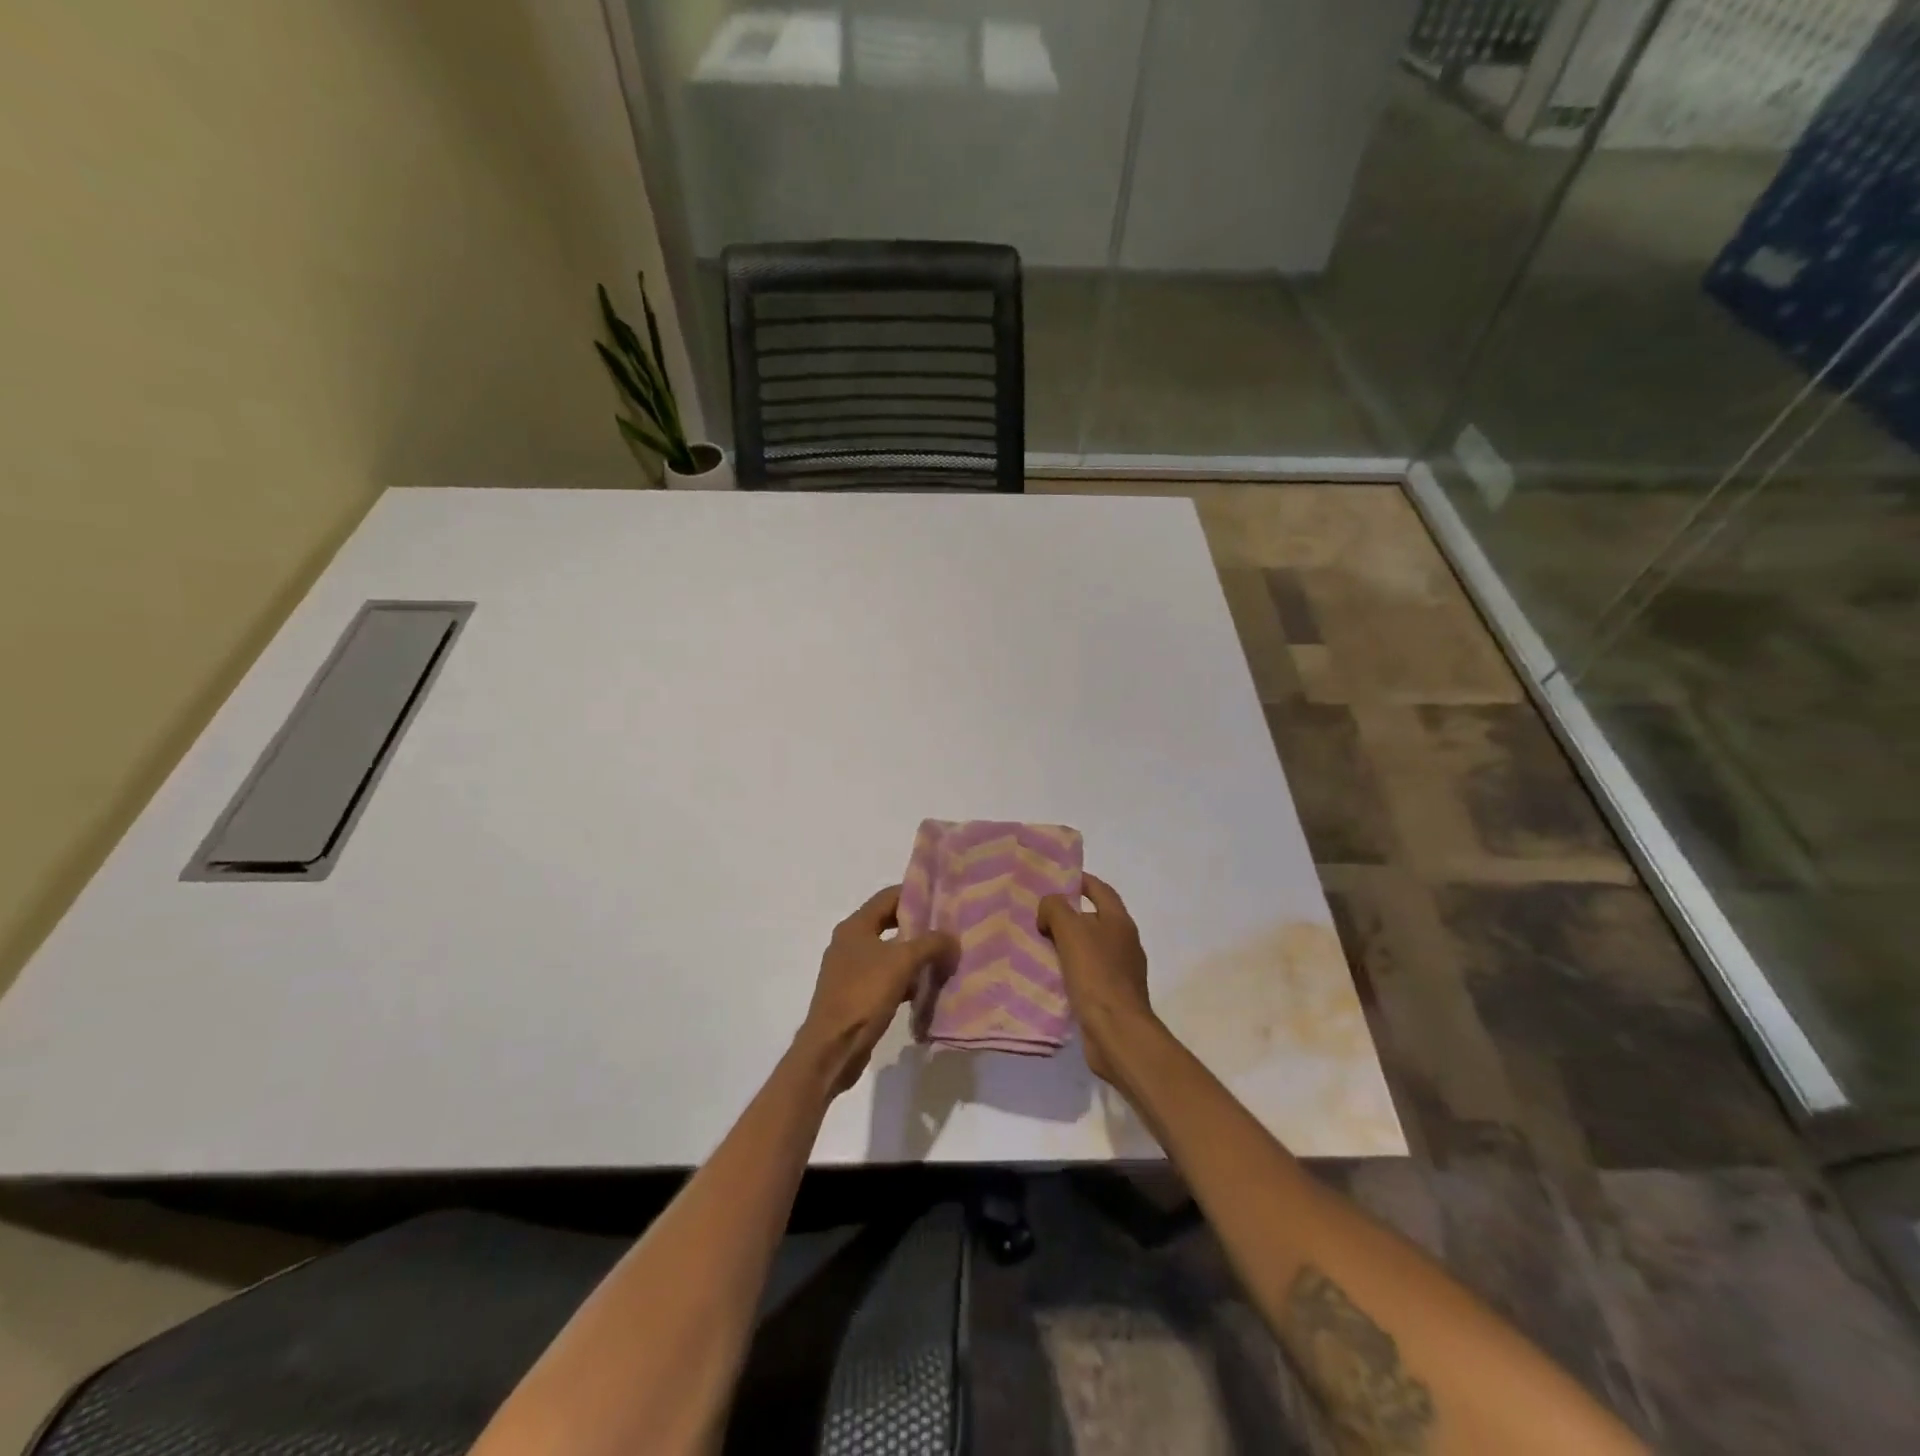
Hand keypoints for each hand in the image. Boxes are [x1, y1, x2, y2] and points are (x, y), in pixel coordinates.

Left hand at [797, 886, 959, 1096]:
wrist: (832, 1048)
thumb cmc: (863, 995)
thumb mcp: (902, 963)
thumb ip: (930, 944)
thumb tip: (952, 938)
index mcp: (855, 926)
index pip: (888, 896)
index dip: (915, 894)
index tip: (943, 898)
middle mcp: (850, 943)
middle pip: (890, 924)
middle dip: (919, 926)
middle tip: (948, 929)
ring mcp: (851, 970)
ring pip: (890, 953)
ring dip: (915, 955)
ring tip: (944, 957)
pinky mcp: (856, 995)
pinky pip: (886, 978)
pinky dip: (906, 979)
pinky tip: (926, 988)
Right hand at [1038, 874, 1154, 1084]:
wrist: (1117, 1031)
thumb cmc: (1096, 974)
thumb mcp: (1071, 931)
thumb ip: (1056, 909)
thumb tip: (1048, 909)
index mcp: (1119, 921)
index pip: (1100, 890)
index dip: (1079, 881)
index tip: (1055, 880)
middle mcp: (1124, 942)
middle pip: (1094, 918)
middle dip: (1068, 914)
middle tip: (1039, 915)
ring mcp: (1120, 970)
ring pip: (1089, 946)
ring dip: (1067, 943)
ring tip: (1038, 943)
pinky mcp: (1111, 994)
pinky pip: (1087, 972)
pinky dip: (1069, 968)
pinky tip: (1050, 974)